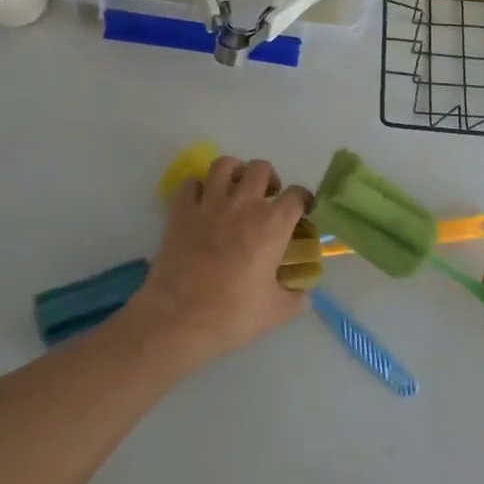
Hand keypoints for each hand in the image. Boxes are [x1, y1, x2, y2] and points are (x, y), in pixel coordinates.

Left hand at [127, 156, 311, 366]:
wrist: (179, 318)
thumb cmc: (232, 314)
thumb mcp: (275, 312)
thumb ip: (296, 299)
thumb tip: (304, 294)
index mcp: (272, 224)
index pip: (297, 195)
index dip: (303, 200)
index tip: (302, 210)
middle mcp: (243, 204)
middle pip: (261, 168)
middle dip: (269, 178)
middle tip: (267, 197)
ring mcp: (210, 203)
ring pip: (224, 164)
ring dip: (234, 171)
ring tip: (235, 188)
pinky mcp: (182, 210)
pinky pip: (191, 182)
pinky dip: (199, 187)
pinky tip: (202, 201)